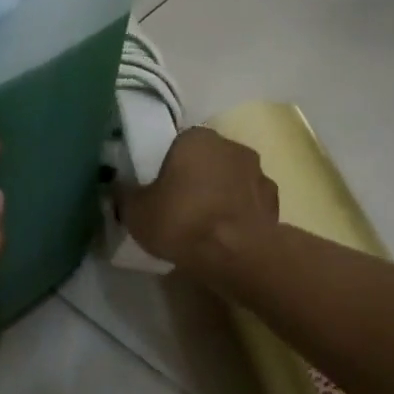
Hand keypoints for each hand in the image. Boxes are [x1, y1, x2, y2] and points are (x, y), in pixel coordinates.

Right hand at [118, 127, 277, 271]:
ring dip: (220, 196)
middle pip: (206, 160)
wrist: (239, 255)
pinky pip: (248, 205)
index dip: (167, 167)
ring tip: (204, 227)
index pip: (177, 145)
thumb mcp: (136, 211)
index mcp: (196, 138)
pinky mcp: (275, 203)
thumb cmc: (183, 221)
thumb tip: (118, 187)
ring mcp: (258, 174)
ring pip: (230, 181)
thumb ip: (125, 195)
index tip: (159, 189)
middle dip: (195, 179)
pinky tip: (226, 237)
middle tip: (178, 208)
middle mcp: (231, 146)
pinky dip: (238, 216)